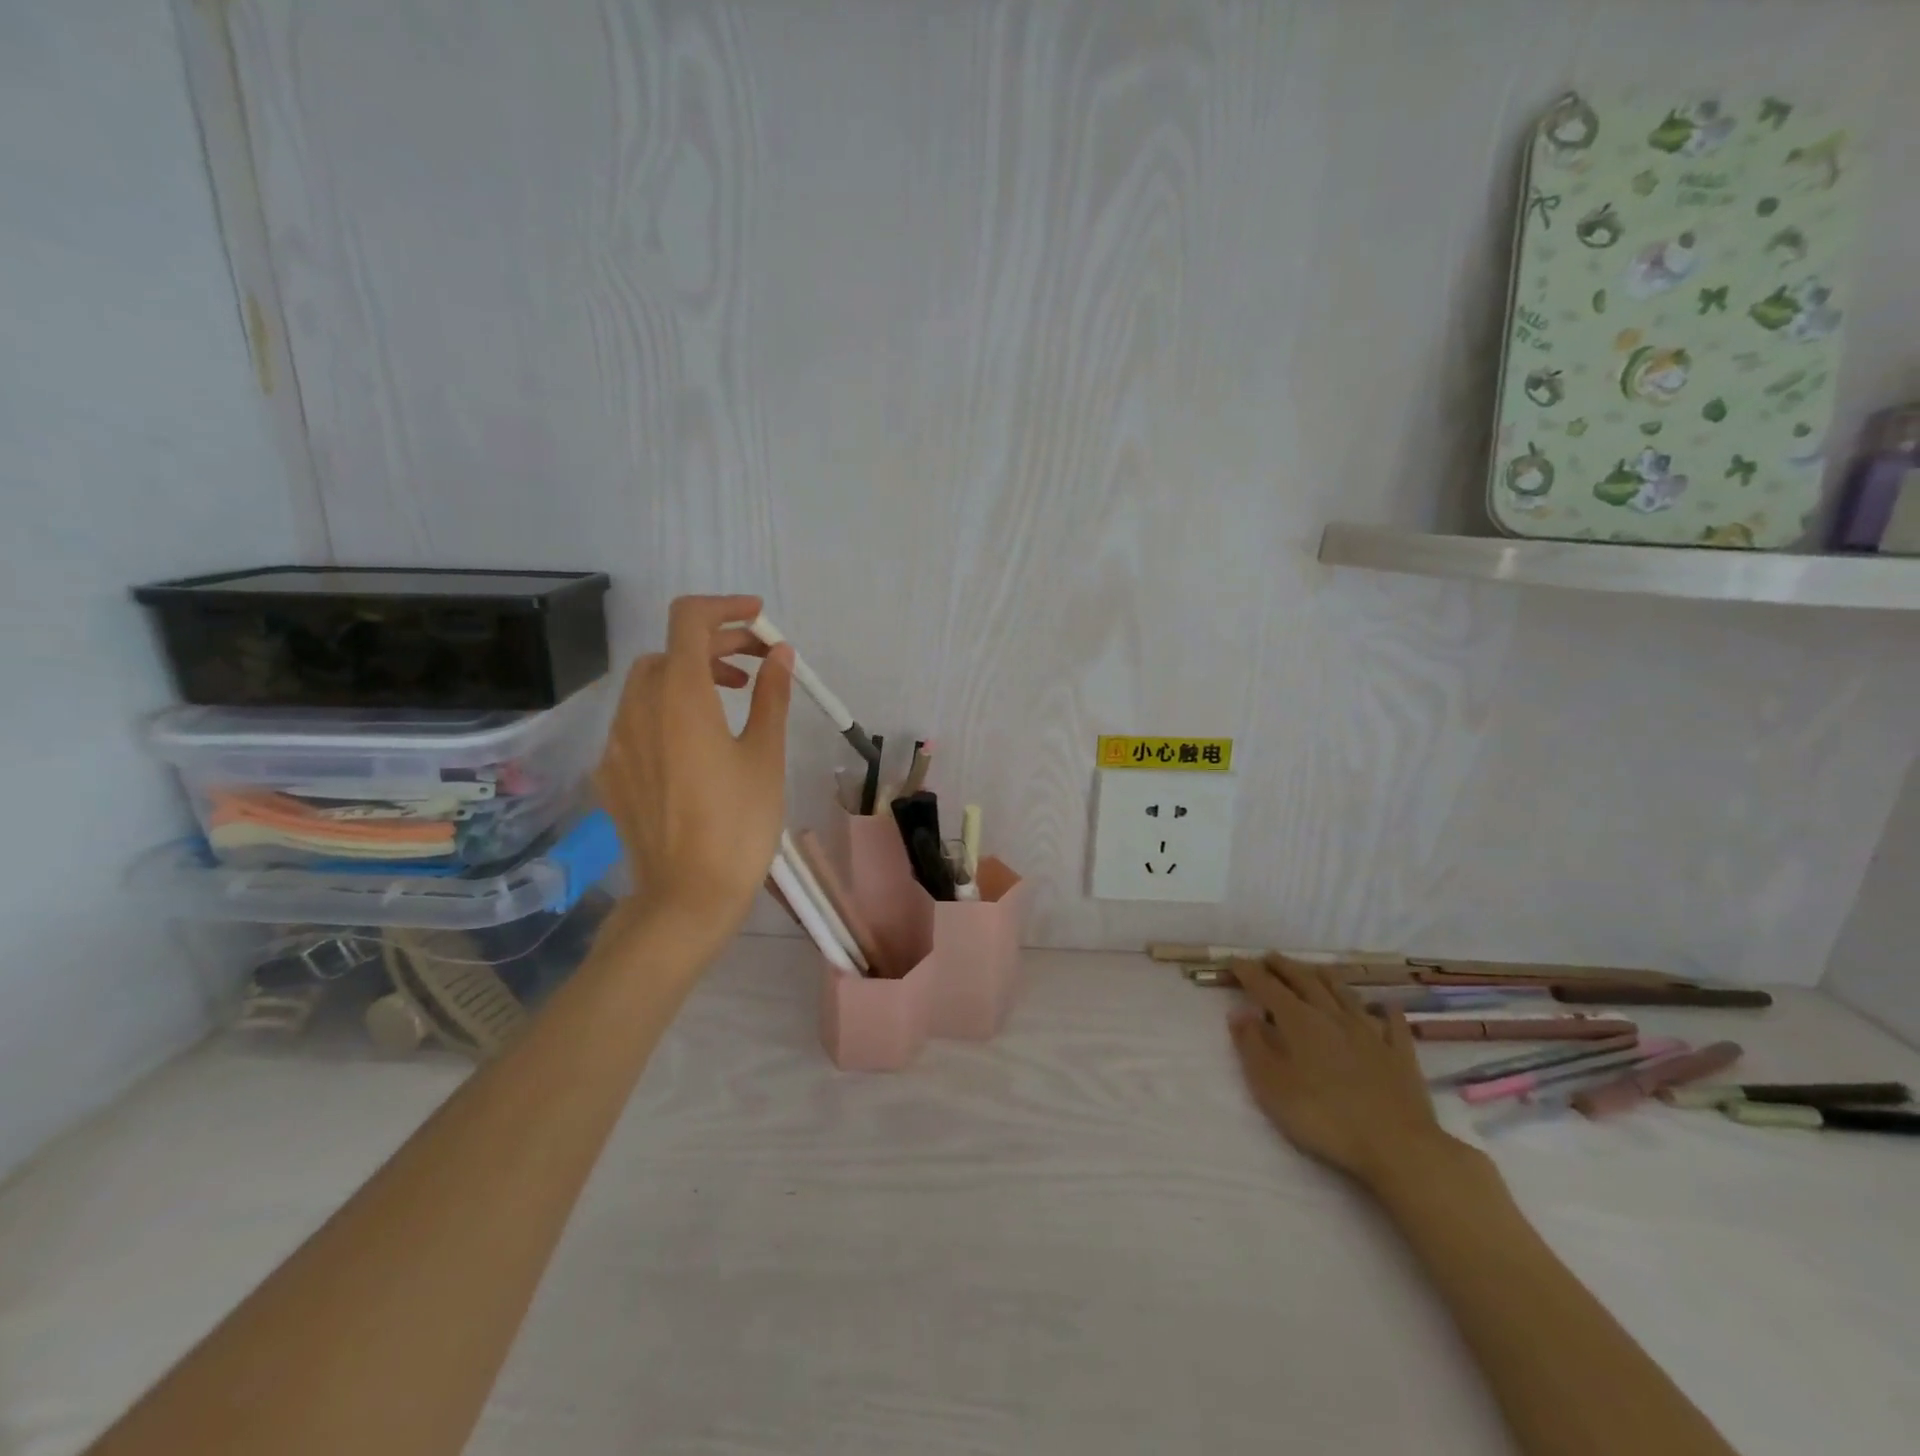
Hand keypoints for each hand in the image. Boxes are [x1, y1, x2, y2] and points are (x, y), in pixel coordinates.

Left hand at [594, 595, 792, 961]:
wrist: (686, 896)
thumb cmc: (739, 824)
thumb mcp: (765, 756)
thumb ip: (771, 697)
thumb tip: (780, 654)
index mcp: (681, 698)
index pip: (689, 620)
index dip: (724, 608)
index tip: (759, 619)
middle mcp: (640, 708)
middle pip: (672, 650)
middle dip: (716, 644)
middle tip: (759, 664)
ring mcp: (618, 741)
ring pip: (650, 682)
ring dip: (690, 674)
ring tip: (732, 698)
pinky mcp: (612, 772)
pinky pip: (637, 719)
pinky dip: (668, 709)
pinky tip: (696, 743)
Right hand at [1229, 959, 1467, 1192]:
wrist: (1397, 1146)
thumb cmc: (1323, 1116)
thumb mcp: (1271, 1085)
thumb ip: (1252, 1046)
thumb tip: (1239, 1012)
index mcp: (1299, 1021)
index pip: (1267, 987)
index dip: (1249, 972)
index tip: (1234, 960)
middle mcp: (1332, 1016)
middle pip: (1305, 981)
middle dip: (1284, 967)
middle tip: (1269, 957)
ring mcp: (1370, 1033)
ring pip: (1344, 994)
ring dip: (1326, 977)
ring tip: (1314, 969)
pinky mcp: (1399, 1055)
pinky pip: (1392, 1023)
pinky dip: (1386, 1010)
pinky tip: (1385, 1004)